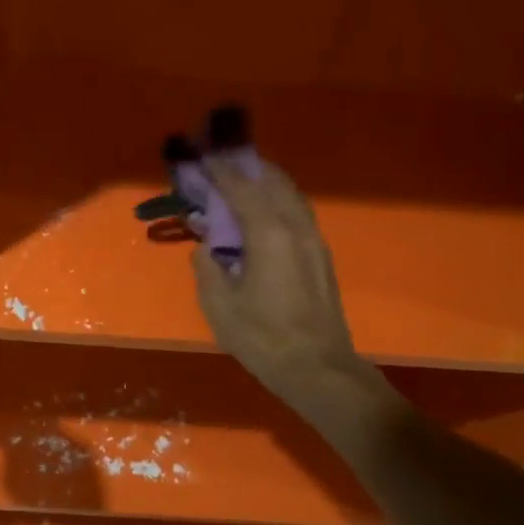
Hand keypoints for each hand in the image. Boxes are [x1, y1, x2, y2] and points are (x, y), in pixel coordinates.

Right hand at [192, 162, 397, 419]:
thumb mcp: (219, 306)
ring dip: (266, 181)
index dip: (220, 170)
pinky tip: (264, 212)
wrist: (318, 368)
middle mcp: (295, 227)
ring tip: (242, 180)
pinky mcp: (321, 256)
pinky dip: (277, 201)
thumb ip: (208, 268)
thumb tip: (206, 248)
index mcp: (268, 234)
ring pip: (290, 195)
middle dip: (247, 167)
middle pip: (272, 181)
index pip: (241, 188)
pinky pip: (297, 212)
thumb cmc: (263, 337)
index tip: (202, 156)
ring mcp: (313, 240)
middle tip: (222, 162)